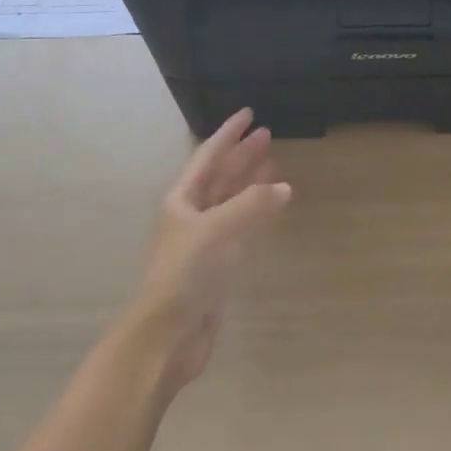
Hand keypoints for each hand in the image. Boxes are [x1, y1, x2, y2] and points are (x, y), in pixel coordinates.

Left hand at [130, 109, 291, 393]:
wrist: (167, 337)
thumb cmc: (185, 273)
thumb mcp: (217, 229)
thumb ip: (252, 204)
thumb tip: (284, 186)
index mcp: (181, 200)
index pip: (208, 156)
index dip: (228, 134)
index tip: (248, 114)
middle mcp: (190, 216)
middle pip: (220, 176)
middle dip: (242, 156)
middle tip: (268, 134)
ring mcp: (204, 242)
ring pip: (232, 201)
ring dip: (251, 182)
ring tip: (275, 164)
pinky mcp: (218, 266)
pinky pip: (242, 227)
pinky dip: (258, 212)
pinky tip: (274, 204)